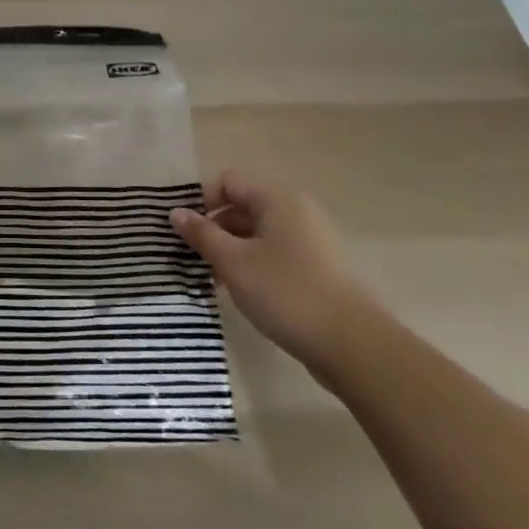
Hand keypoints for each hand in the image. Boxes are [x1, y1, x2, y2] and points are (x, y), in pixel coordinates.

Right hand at [170, 171, 374, 370]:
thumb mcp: (233, 261)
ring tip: (213, 278)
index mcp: (277, 199)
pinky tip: (240, 290)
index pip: (227, 182)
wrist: (352, 345)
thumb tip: (176, 212)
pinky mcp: (316, 268)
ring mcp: (309, 240)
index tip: (187, 232)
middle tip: (193, 258)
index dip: (202, 202)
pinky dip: (252, 264)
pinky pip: (273, 253)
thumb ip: (201, 234)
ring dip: (230, 250)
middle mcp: (296, 211)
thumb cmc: (285, 292)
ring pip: (256, 233)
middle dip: (214, 229)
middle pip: (241, 206)